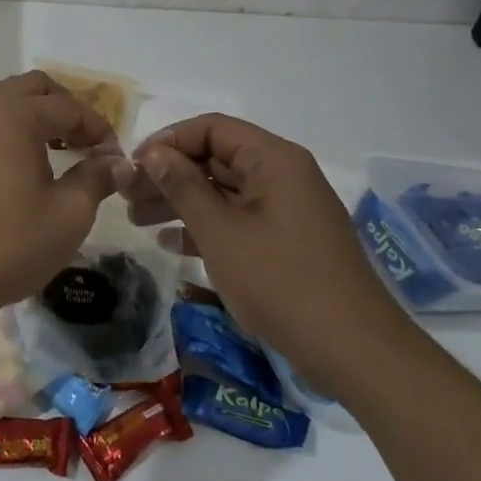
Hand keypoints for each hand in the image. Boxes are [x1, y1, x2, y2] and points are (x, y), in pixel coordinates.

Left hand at [0, 68, 129, 324]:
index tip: (110, 156)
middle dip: (56, 105)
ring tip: (6, 115)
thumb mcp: (69, 216)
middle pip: (21, 85)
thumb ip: (94, 179)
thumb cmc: (8, 247)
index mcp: (16, 116)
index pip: (66, 108)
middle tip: (75, 140)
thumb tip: (113, 162)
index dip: (94, 128)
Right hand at [128, 115, 413, 397]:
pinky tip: (170, 242)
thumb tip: (153, 152)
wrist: (354, 352)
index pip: (211, 128)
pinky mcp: (287, 241)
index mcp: (273, 159)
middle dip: (168, 174)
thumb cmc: (281, 282)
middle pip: (215, 158)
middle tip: (125, 195)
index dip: (167, 141)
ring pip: (223, 191)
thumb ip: (183, 186)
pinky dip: (204, 225)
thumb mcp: (221, 232)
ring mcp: (286, 209)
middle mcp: (282, 175)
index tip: (133, 165)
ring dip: (179, 201)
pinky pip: (238, 219)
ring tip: (137, 219)